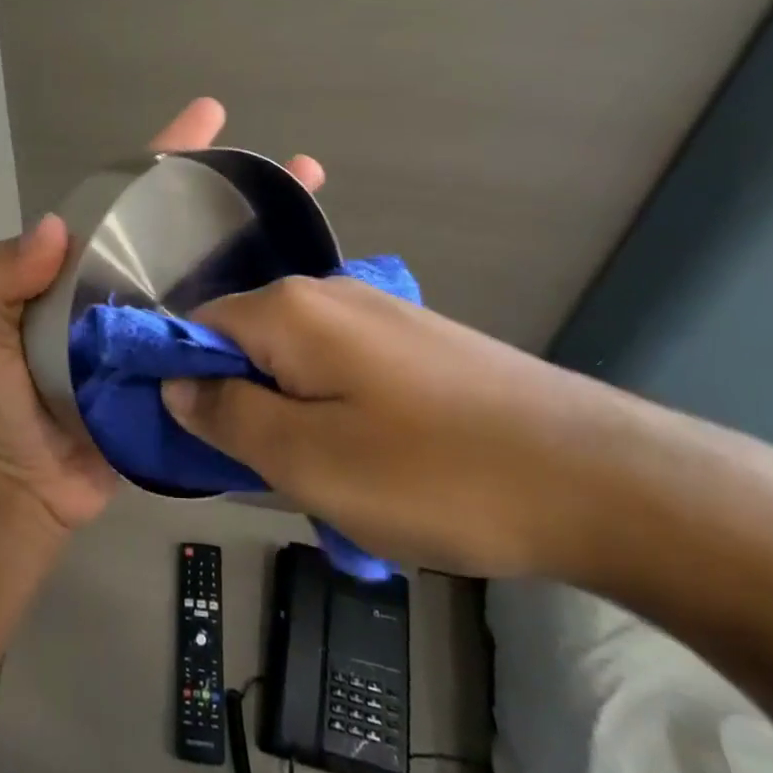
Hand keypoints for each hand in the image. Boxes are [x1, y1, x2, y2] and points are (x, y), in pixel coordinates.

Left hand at [0, 97, 325, 530]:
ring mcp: (164, 332)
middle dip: (237, 193)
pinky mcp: (189, 377)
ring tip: (317, 219)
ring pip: (220, 279)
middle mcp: (131, 288)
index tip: (211, 115)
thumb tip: (52, 226)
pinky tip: (311, 304)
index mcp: (87, 267)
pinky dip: (266, 318)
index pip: (129, 198)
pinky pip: (230, 337)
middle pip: (188, 230)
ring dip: (265, 249)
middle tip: (297, 169)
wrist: (28, 484)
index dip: (168, 154)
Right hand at [161, 276, 609, 576]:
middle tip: (273, 474)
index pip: (196, 325)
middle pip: (247, 341)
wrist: (597, 477)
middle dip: (244, 404)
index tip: (198, 441)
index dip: (183, 379)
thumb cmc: (433, 473)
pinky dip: (339, 412)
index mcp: (289, 308)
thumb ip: (226, 414)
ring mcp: (379, 311)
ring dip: (294, 416)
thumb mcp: (305, 460)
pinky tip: (380, 461)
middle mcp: (328, 291)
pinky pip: (344, 368)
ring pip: (297, 360)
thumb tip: (175, 383)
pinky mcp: (417, 339)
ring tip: (334, 480)